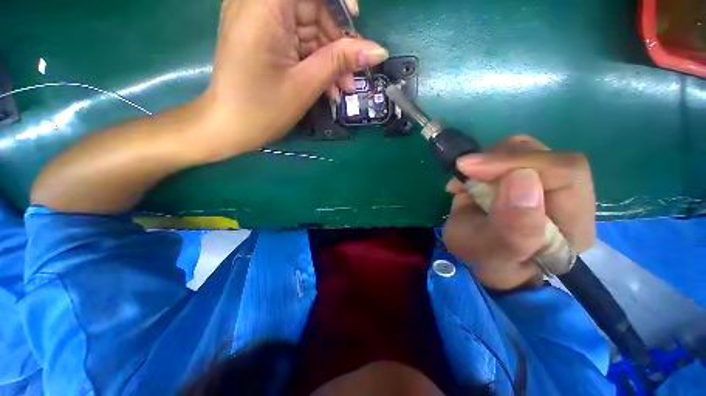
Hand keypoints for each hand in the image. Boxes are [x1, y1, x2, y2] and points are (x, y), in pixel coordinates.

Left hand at [193, 0, 387, 161]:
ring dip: (329, 58)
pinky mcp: (263, 38)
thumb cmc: (263, 109)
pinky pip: (297, 41)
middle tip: (352, 76)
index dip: (338, 4)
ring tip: (342, 89)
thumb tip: (378, 50)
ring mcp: (260, 22)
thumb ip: (341, 61)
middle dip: (337, 43)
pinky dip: (314, 62)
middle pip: (312, 7)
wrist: (229, 128)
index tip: (355, 30)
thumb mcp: (306, 84)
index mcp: (264, 6)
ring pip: (308, 28)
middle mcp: (258, 4)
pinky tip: (327, 86)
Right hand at [443, 135, 595, 290]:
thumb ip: (514, 228)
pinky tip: (465, 181)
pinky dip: (477, 162)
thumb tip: (522, 177)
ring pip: (522, 148)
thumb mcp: (494, 254)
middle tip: (465, 172)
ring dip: (485, 161)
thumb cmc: (485, 260)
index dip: (519, 163)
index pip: (566, 172)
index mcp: (573, 223)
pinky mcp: (519, 173)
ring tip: (464, 183)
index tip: (473, 168)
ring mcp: (541, 180)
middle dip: (497, 160)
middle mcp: (565, 196)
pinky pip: (503, 152)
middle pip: (544, 154)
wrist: (477, 256)